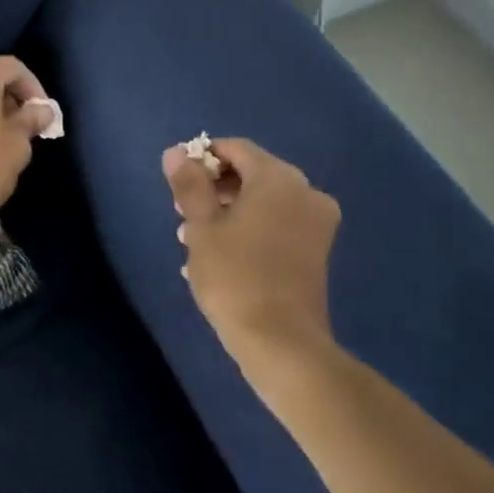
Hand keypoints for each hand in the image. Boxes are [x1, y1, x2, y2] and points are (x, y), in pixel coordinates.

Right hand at [164, 138, 340, 374]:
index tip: (179, 181)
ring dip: (229, 212)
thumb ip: (189, 184)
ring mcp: (316, 223)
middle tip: (182, 214)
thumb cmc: (235, 276)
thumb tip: (176, 152)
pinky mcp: (317, 252)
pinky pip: (278, 226)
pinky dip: (250, 230)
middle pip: (253, 174)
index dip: (204, 157)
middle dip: (215, 189)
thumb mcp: (202, 226)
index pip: (237, 149)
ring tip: (194, 240)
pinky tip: (220, 258)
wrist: (281, 343)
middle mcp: (305, 192)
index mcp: (278, 178)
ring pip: (264, 203)